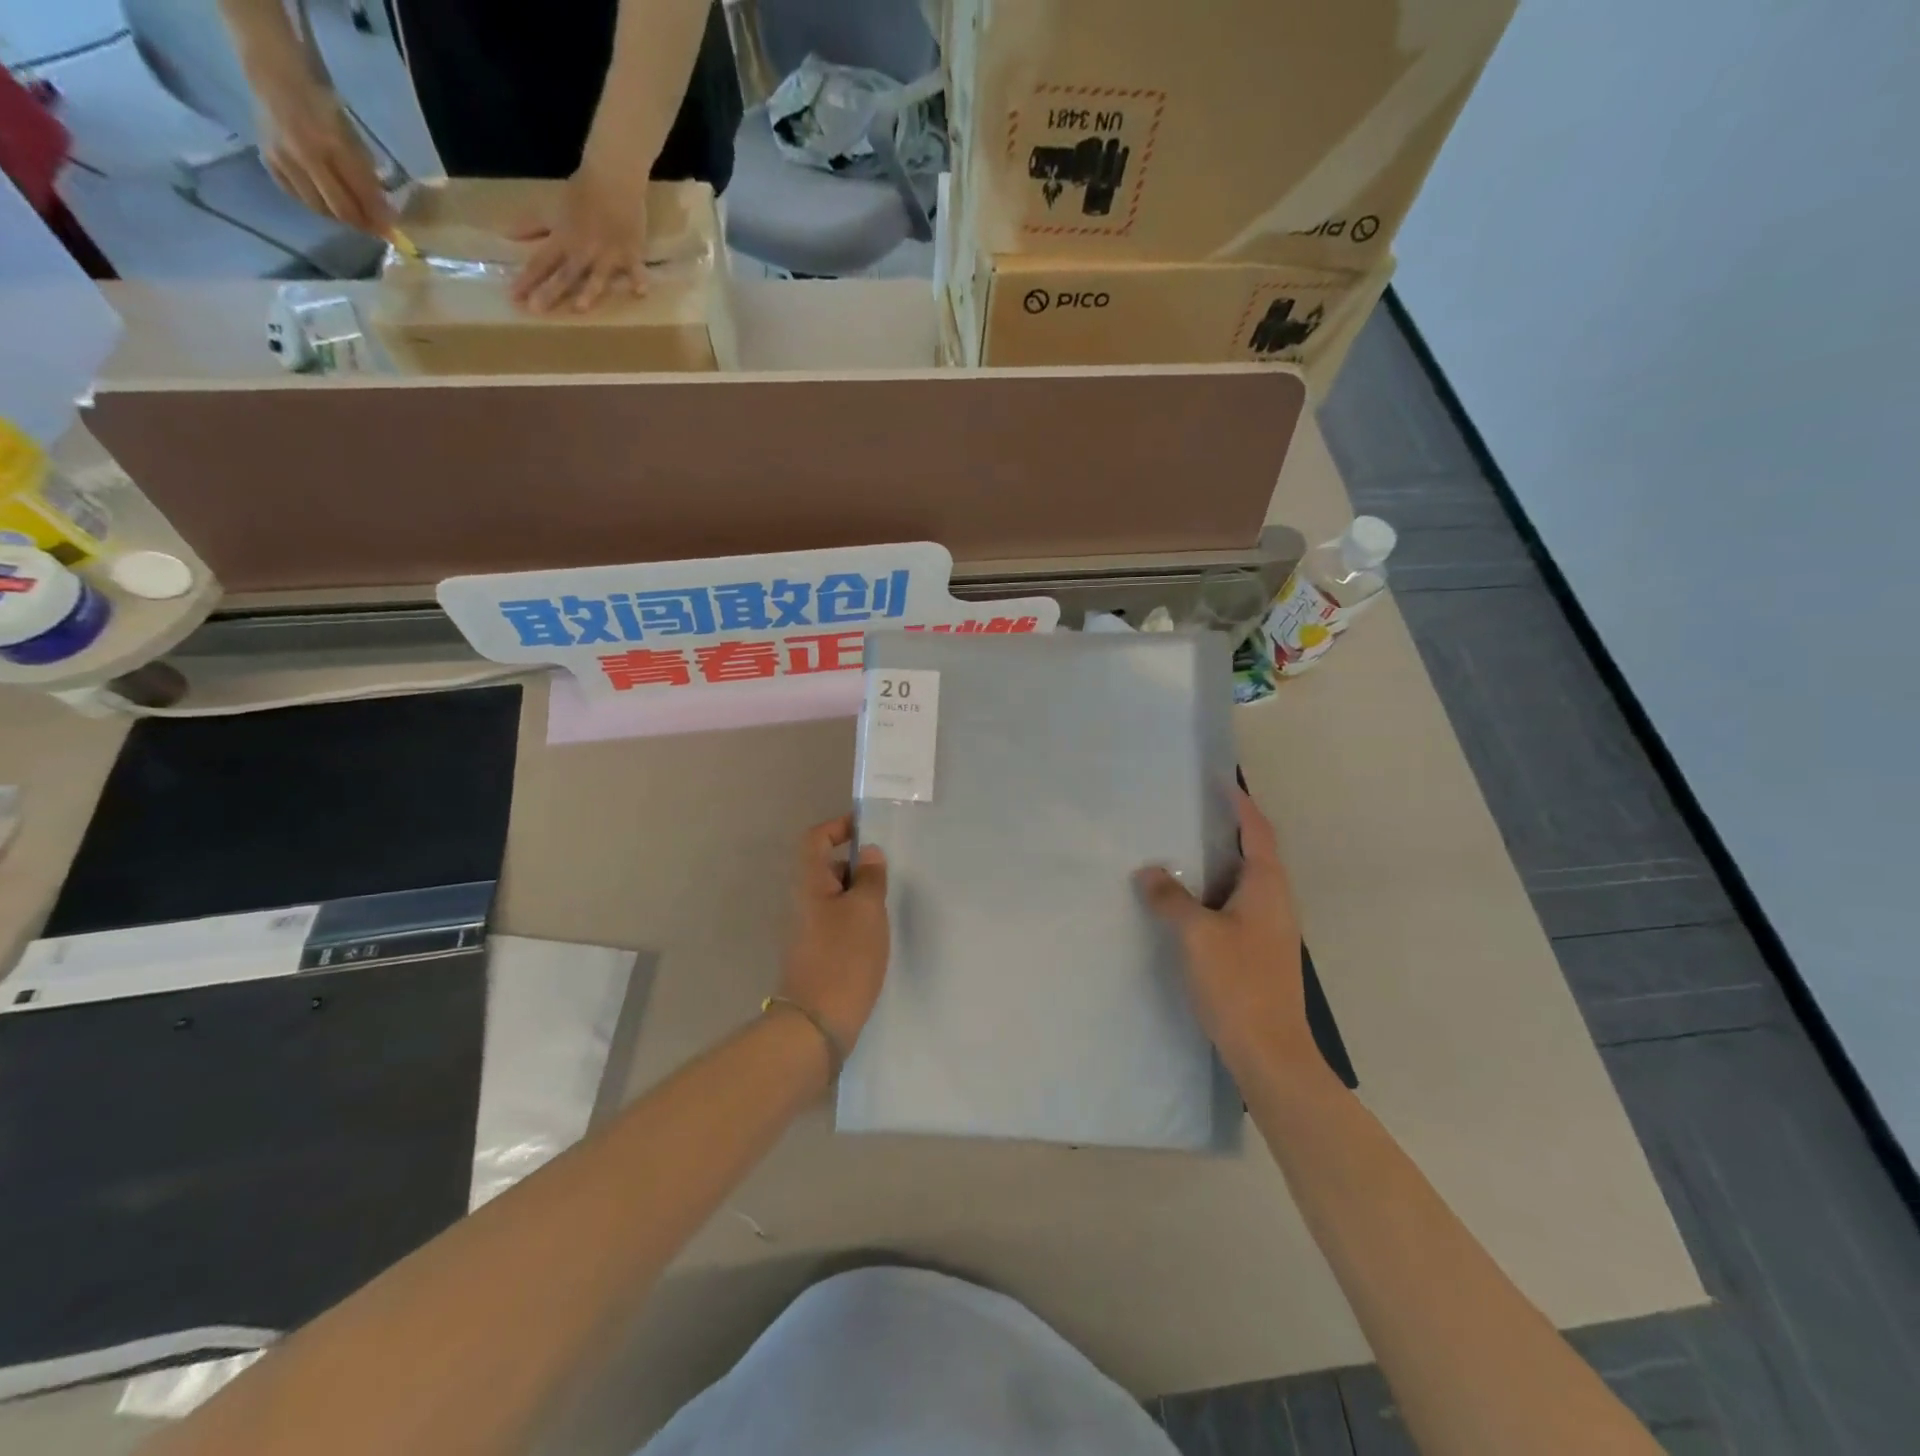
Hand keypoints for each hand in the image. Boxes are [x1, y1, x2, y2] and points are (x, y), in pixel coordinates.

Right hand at [254, 73, 390, 234]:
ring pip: (318, 207)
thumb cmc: (325, 106)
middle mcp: (305, 154)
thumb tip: (383, 212)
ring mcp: (282, 157)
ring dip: (338, 215)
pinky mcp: (267, 158)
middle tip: (373, 227)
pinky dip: (313, 202)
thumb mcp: (354, 138)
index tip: (391, 231)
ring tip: (350, 212)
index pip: (362, 195)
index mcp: (333, 145)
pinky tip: (323, 197)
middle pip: (340, 209)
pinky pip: (295, 195)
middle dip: (361, 223)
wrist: (277, 74)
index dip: (379, 218)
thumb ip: (367, 174)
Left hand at [509, 165, 650, 313]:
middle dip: (549, 292)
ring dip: (588, 291)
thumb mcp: (553, 207)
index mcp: (563, 239)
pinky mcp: (631, 254)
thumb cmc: (582, 192)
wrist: (613, 178)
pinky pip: (635, 270)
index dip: (526, 280)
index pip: (540, 263)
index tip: (513, 297)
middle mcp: (584, 251)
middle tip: (535, 311)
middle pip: (564, 275)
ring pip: (597, 277)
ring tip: (580, 308)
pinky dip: (638, 279)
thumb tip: (507, 235)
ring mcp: (609, 254)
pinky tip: (640, 292)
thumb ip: (533, 225)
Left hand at [777, 815, 890, 1055]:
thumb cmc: (844, 957)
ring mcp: (807, 929)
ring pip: (835, 896)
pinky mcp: (816, 953)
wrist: (818, 1021)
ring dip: (860, 894)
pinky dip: (856, 919)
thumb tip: (869, 854)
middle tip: (888, 872)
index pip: (815, 838)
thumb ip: (871, 877)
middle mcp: (803, 901)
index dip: (838, 826)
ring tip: (888, 904)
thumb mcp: (866, 910)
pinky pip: (837, 921)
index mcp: (810, 883)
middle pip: (826, 867)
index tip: (867, 829)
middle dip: (857, 864)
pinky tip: (877, 935)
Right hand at [1136, 790, 1313, 1072]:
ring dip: (1217, 865)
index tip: (1221, 783)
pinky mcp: (1259, 951)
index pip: (1258, 832)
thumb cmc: (1237, 983)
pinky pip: (1236, 907)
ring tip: (1180, 854)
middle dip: (1226, 831)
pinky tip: (1187, 904)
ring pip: (1243, 883)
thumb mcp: (1196, 935)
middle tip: (1190, 814)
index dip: (1241, 805)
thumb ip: (1171, 899)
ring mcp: (1270, 929)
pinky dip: (1213, 894)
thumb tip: (1149, 872)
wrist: (1270, 1051)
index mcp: (1267, 887)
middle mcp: (1275, 902)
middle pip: (1254, 854)